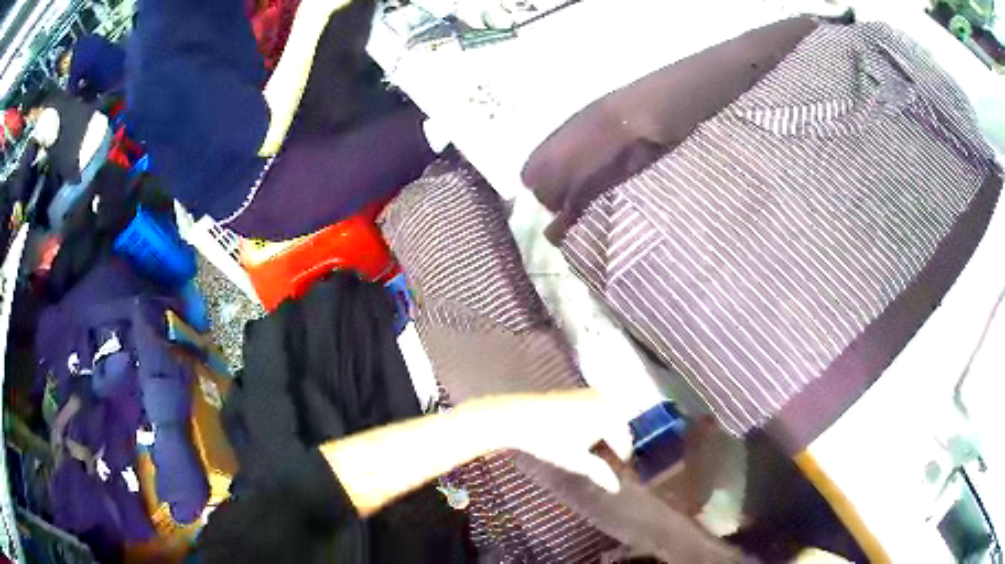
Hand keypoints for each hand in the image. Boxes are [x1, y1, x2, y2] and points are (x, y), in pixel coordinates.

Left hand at [474, 389, 633, 492]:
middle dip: (619, 441)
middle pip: (620, 424)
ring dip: (610, 429)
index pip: (625, 441)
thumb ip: (600, 473)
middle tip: (615, 459)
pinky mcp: (577, 392)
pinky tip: (586, 432)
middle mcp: (604, 401)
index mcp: (610, 417)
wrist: (518, 417)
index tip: (622, 467)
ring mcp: (590, 394)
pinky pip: (597, 407)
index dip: (623, 456)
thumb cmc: (549, 440)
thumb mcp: (577, 461)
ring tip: (602, 447)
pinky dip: (598, 419)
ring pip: (610, 414)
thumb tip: (616, 487)